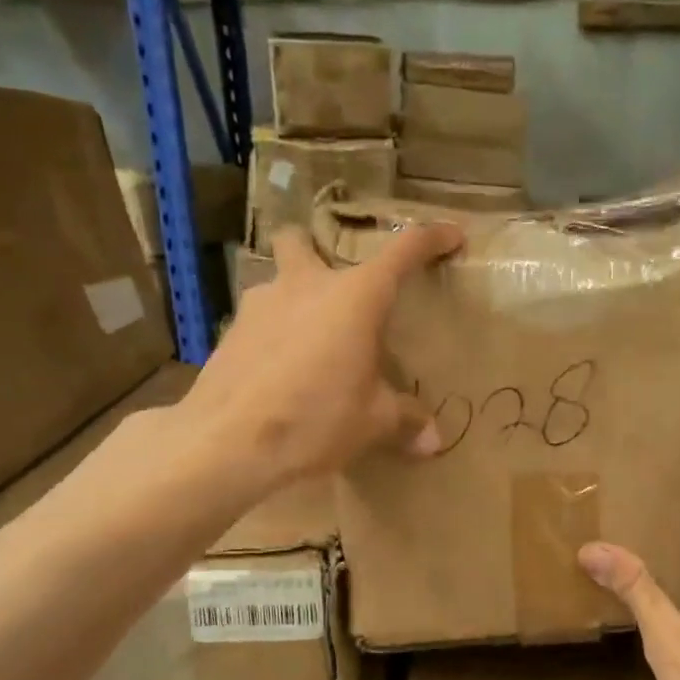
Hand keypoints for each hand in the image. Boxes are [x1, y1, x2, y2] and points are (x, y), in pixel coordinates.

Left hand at [184, 219, 463, 489]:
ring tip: (308, 342)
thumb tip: (435, 442)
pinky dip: (273, 336)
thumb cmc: (316, 420)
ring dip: (293, 299)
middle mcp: (305, 286)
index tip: (452, 236)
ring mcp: (260, 305)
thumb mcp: (372, 422)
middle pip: (301, 240)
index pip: (403, 251)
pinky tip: (279, 373)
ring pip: (276, 281)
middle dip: (315, 249)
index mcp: (355, 297)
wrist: (228, 443)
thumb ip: (405, 421)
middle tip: (334, 286)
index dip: (432, 238)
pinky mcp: (230, 333)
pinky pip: (258, 321)